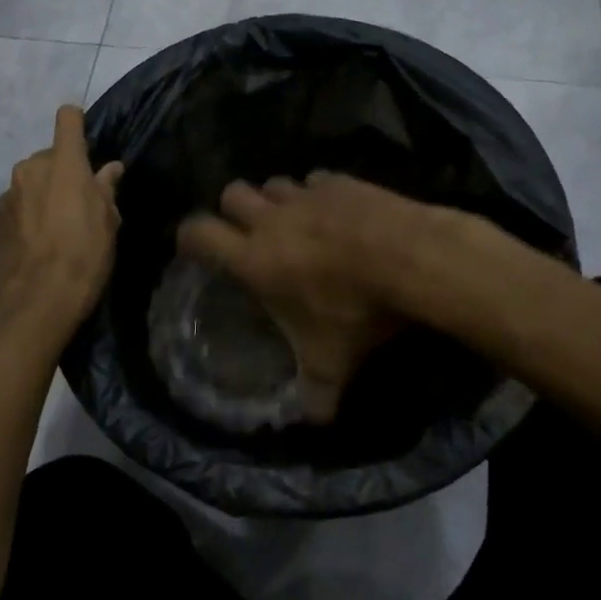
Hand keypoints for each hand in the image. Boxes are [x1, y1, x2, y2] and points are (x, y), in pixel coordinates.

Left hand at [0, 105, 123, 335]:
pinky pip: (18, 205)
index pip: (67, 119)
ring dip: (45, 193)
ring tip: (59, 227)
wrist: (36, 303)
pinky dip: (29, 214)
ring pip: (32, 181)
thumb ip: (106, 189)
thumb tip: (110, 169)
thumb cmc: (84, 256)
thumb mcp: (108, 222)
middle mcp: (30, 169)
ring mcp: (8, 195)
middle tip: (81, 203)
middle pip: (51, 155)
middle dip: (64, 171)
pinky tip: (40, 243)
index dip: (78, 123)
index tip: (88, 142)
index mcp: (63, 162)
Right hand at [176, 173, 425, 422]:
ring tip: (293, 221)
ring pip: (274, 183)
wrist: (411, 258)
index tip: (193, 247)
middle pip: (232, 194)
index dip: (189, 236)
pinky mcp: (341, 181)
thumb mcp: (333, 362)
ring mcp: (307, 194)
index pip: (199, 233)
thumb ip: (316, 393)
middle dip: (233, 211)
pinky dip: (318, 192)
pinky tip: (335, 211)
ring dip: (275, 199)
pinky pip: (315, 179)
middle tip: (249, 233)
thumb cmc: (358, 310)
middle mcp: (273, 220)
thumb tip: (314, 420)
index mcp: (254, 258)